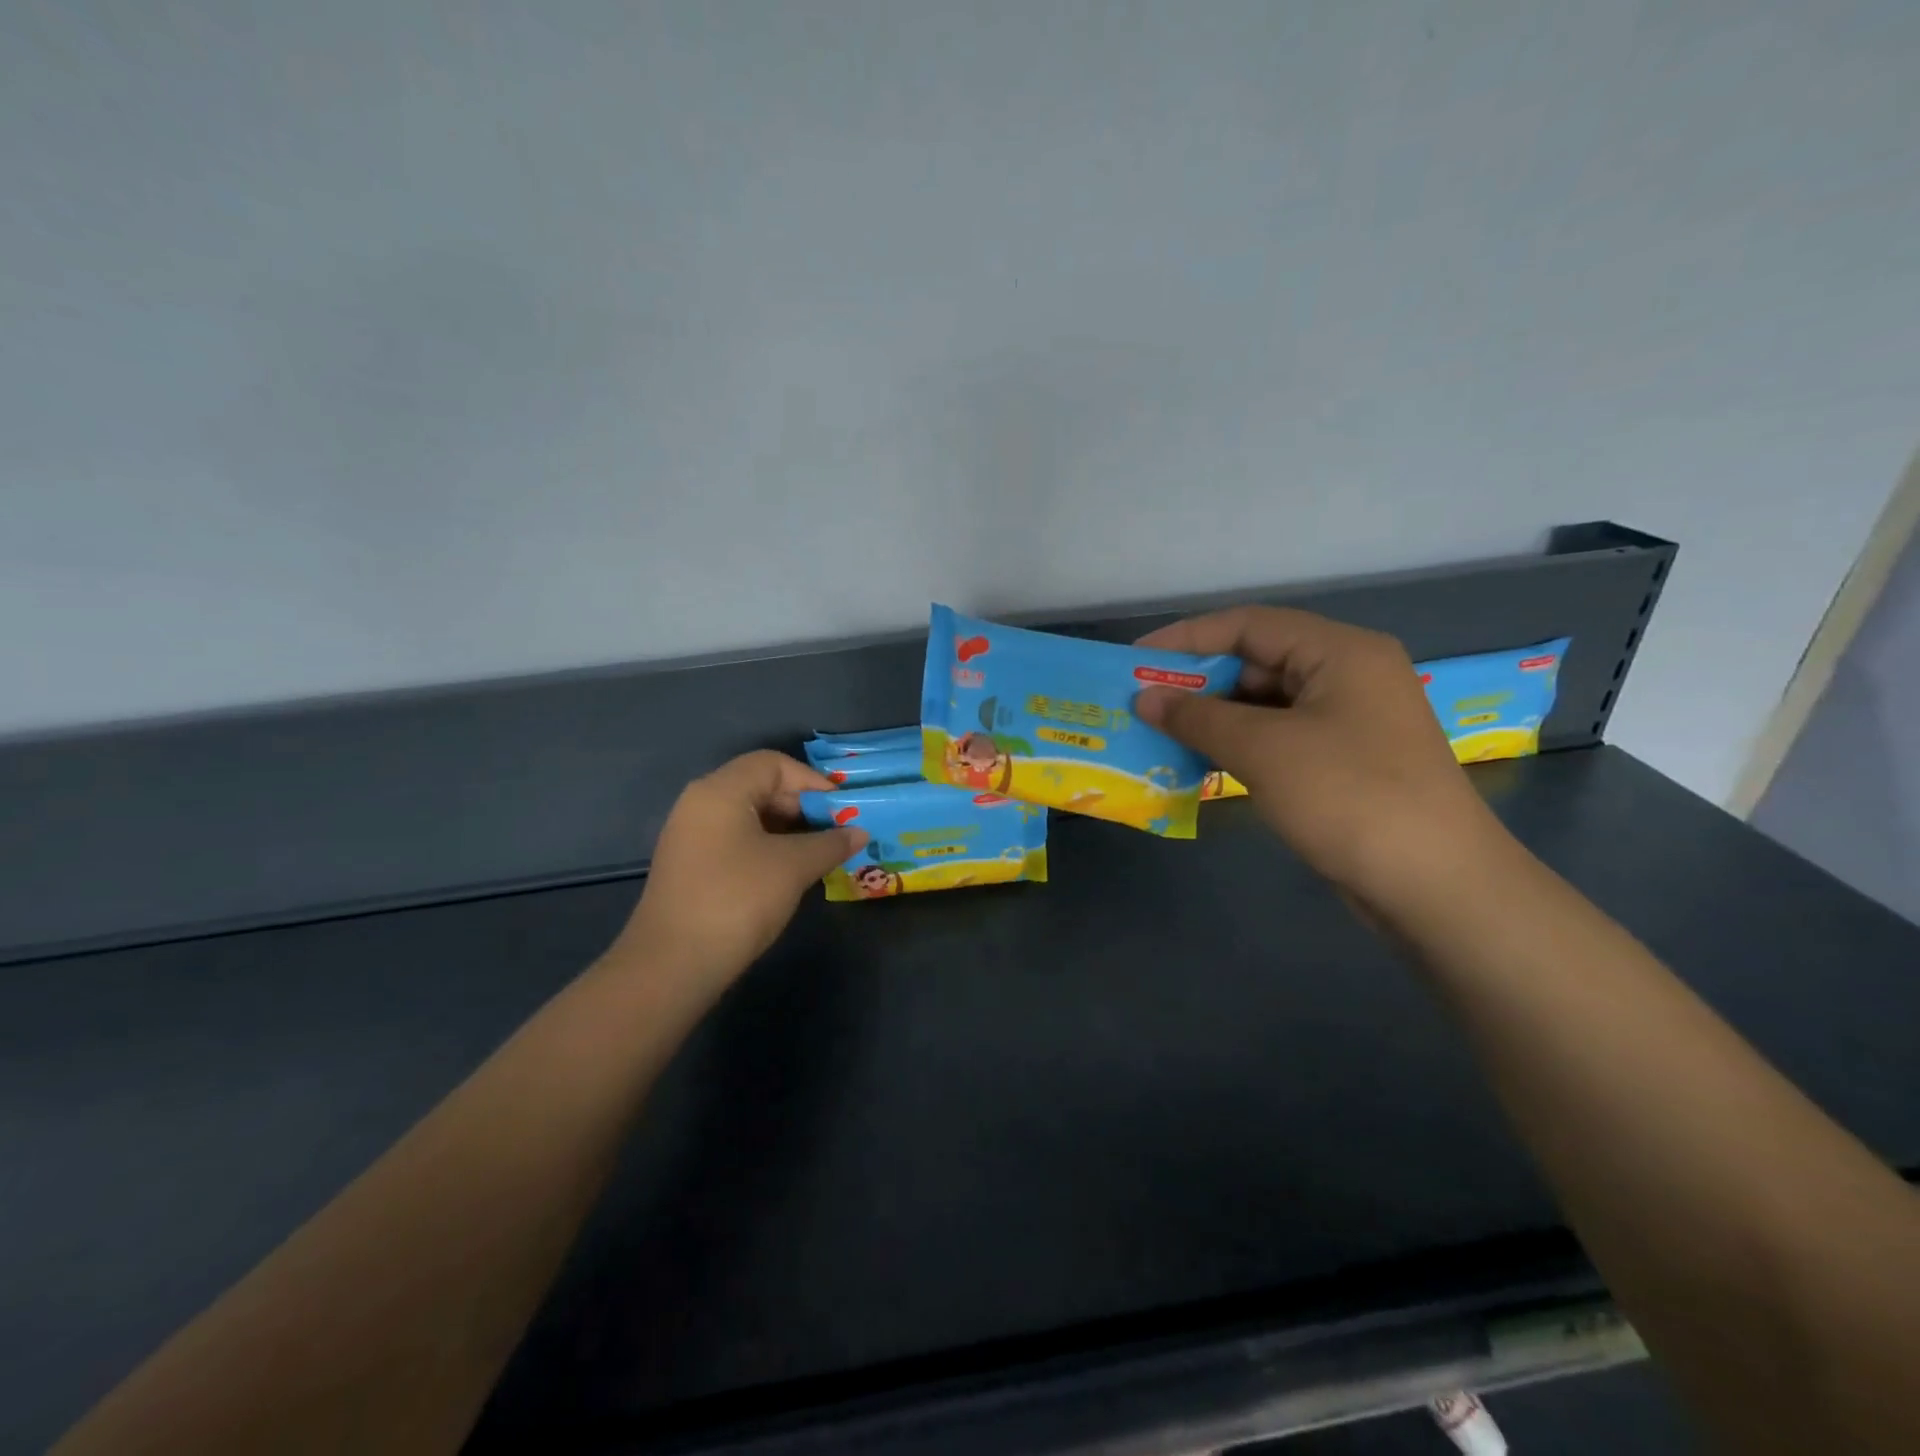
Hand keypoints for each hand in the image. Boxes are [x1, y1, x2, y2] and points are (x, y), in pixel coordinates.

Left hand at [609, 751, 867, 1001]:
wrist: (672, 965)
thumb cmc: (737, 899)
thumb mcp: (794, 866)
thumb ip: (831, 843)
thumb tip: (859, 833)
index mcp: (721, 791)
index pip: (773, 764)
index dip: (812, 781)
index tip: (842, 809)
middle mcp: (700, 803)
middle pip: (760, 786)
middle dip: (803, 806)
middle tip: (836, 833)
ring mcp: (691, 836)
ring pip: (749, 816)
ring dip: (788, 830)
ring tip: (820, 854)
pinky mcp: (690, 866)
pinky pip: (736, 840)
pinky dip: (767, 847)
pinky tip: (789, 873)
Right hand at [1134, 607, 1501, 901]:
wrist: (1435, 885)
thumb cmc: (1348, 797)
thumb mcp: (1263, 750)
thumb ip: (1197, 717)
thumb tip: (1143, 697)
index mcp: (1340, 652)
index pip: (1249, 625)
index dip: (1187, 638)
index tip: (1136, 659)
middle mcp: (1348, 675)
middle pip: (1258, 662)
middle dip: (1198, 682)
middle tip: (1144, 702)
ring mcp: (1349, 721)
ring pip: (1266, 704)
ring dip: (1214, 717)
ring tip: (1161, 733)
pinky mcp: (1344, 761)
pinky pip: (1279, 737)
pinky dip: (1238, 745)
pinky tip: (1201, 761)